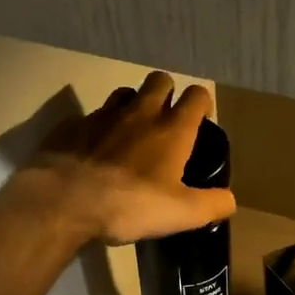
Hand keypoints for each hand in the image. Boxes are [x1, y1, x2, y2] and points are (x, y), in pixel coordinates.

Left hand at [16, 72, 237, 245]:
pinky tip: (94, 151)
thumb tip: (230, 200)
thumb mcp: (182, 214)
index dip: (202, 103)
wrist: (64, 202)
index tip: (200, 120)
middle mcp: (140, 112)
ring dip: (132, 105)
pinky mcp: (72, 126)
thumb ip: (212, 204)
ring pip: (124, 93)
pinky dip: (97, 128)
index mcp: (172, 129)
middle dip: (167, 93)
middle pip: (160, 80)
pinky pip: (90, 117)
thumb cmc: (131, 205)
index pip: (197, 95)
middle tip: (166, 121)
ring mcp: (102, 115)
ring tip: (131, 132)